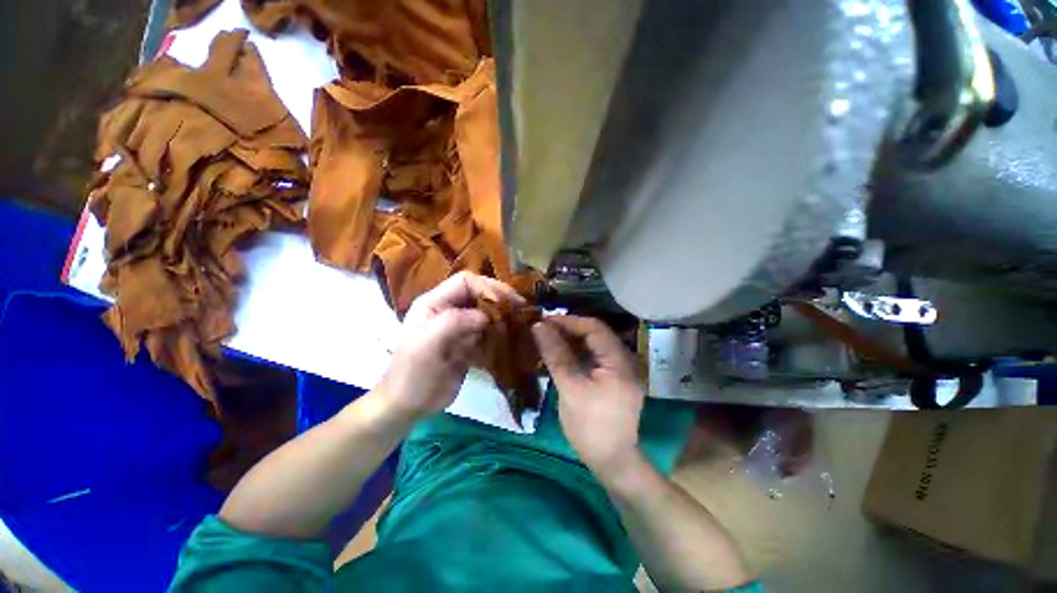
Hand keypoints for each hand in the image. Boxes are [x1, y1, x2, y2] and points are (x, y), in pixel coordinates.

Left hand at [378, 272, 523, 420]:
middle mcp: (448, 310)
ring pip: (486, 313)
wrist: (408, 406)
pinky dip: (500, 334)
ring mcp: (459, 328)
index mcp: (434, 303)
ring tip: (519, 323)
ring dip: (502, 317)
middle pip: (478, 295)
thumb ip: (454, 322)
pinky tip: (510, 339)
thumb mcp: (427, 345)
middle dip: (499, 300)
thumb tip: (485, 316)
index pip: (465, 282)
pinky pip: (487, 333)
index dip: (487, 287)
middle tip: (520, 309)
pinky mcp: (467, 344)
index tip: (506, 301)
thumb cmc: (412, 374)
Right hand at [532, 316, 645, 473]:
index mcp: (619, 361)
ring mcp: (621, 371)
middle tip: (544, 330)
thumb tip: (539, 327)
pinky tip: (561, 356)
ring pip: (594, 346)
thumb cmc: (589, 426)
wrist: (611, 462)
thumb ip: (556, 355)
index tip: (545, 321)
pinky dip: (578, 354)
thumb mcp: (570, 388)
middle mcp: (625, 360)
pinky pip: (595, 358)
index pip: (594, 328)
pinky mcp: (615, 380)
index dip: (569, 321)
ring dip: (572, 341)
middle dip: (569, 329)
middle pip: (596, 335)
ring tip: (549, 340)